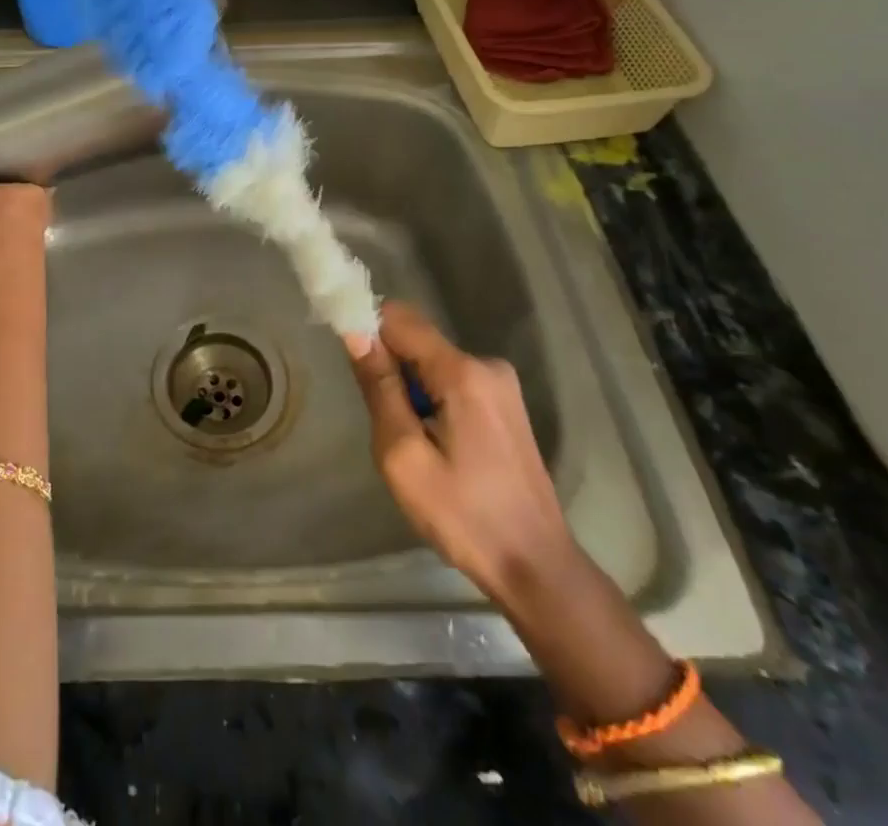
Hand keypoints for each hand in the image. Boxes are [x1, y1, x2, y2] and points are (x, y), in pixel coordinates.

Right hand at [344, 301, 575, 605]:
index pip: (399, 318)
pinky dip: (433, 401)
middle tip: (389, 426)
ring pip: (432, 363)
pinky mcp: (505, 404)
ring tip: (416, 446)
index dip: (367, 330)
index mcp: (462, 372)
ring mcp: (501, 384)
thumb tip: (355, 333)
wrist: (536, 568)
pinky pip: (452, 381)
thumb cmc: (463, 516)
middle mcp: (486, 364)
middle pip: (417, 340)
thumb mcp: (403, 456)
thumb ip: (379, 388)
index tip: (351, 366)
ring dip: (412, 391)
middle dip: (391, 371)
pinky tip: (440, 448)